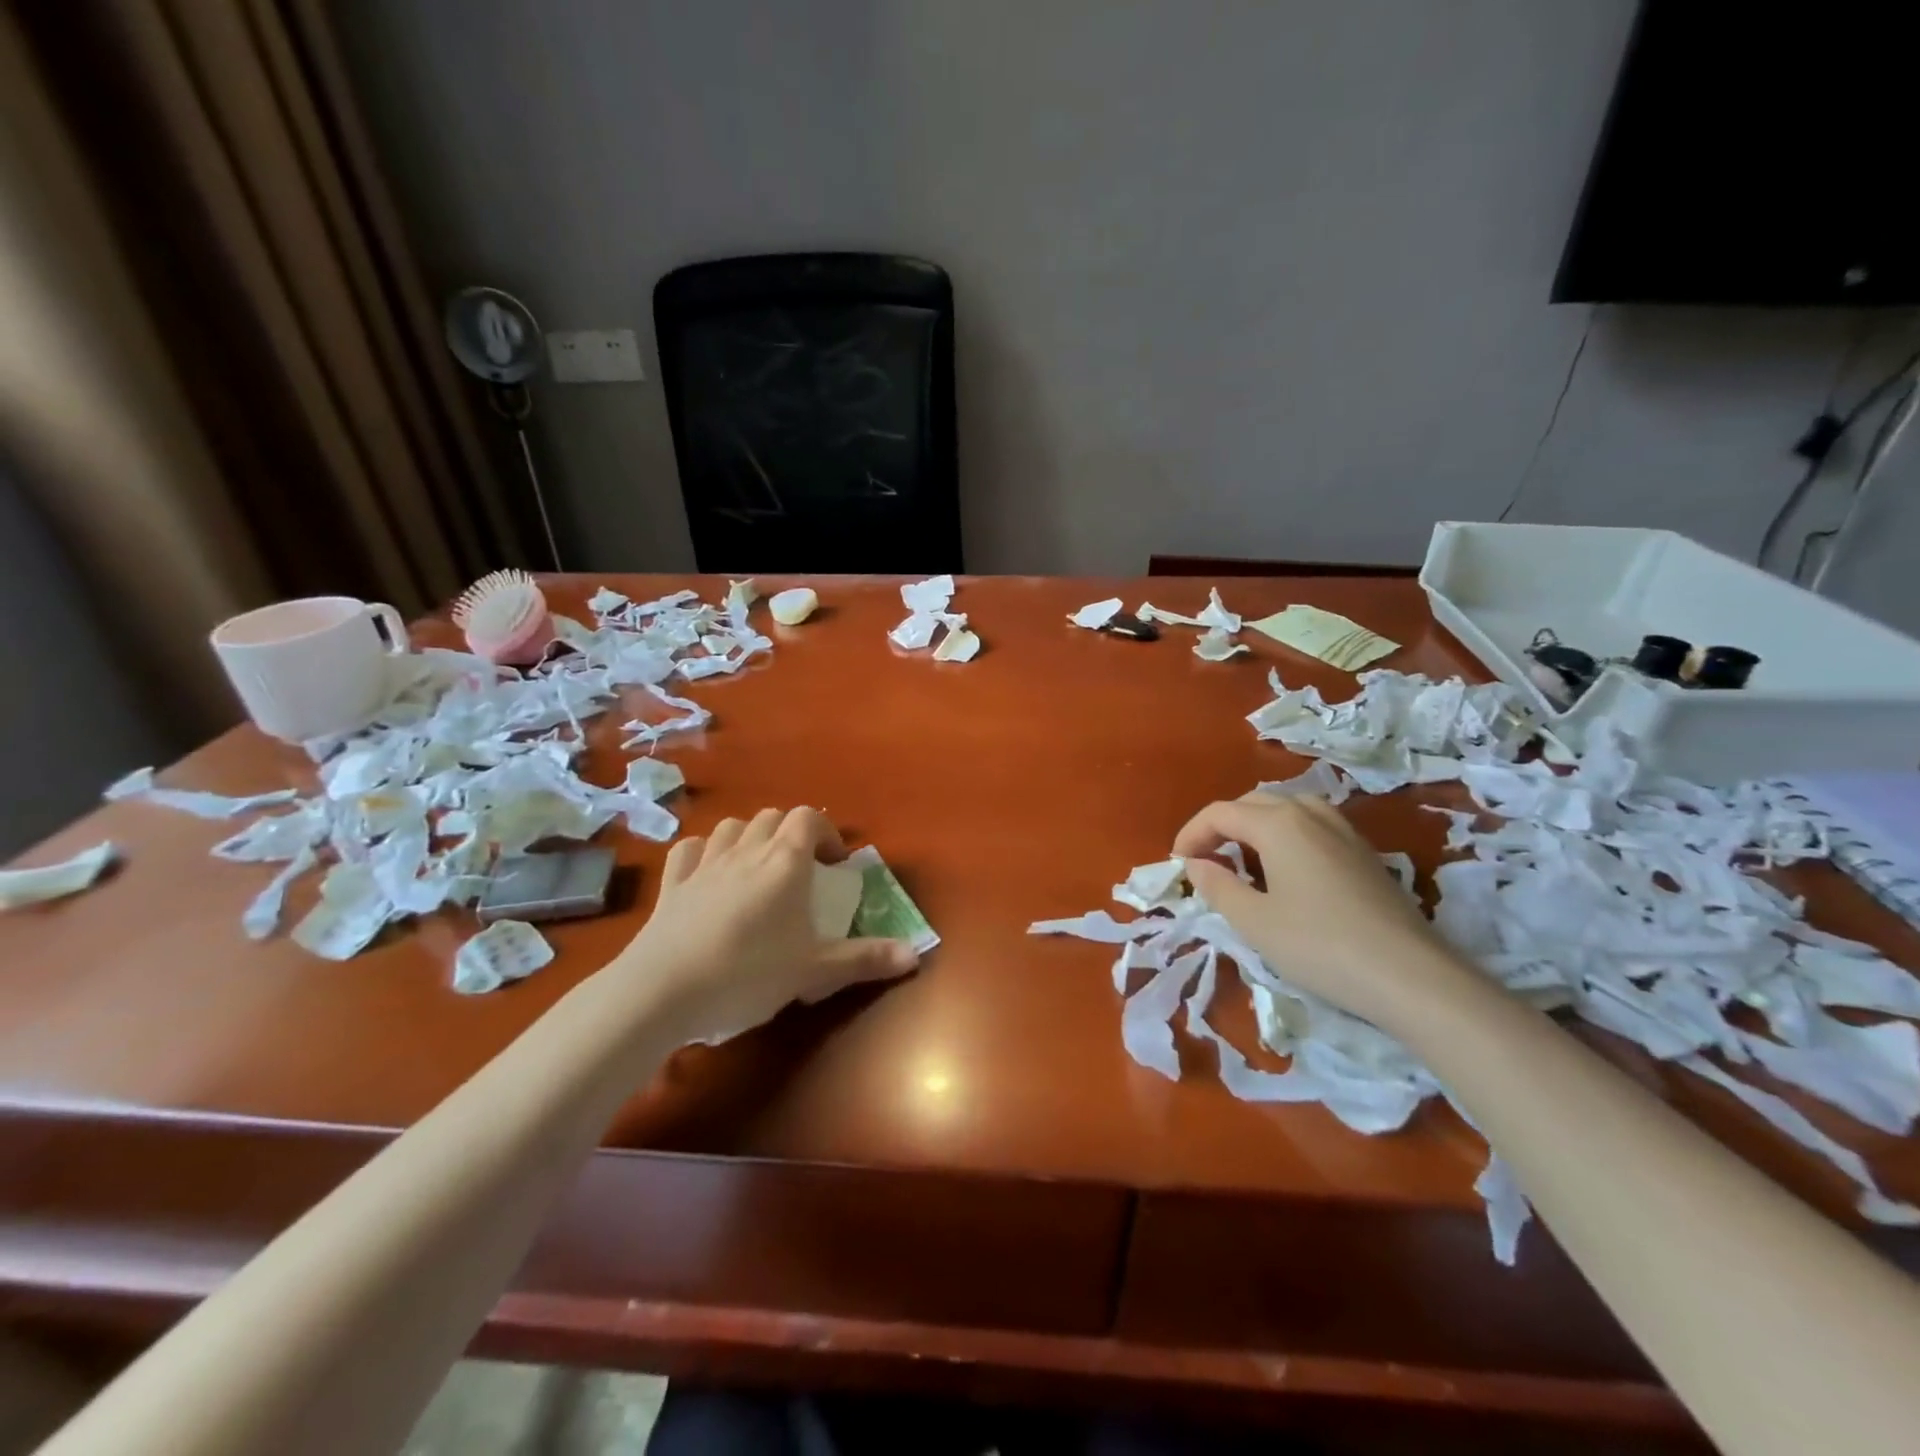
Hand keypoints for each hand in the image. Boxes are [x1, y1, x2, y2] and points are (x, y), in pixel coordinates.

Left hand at [625, 808, 918, 1043]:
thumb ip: (864, 959)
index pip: (808, 819)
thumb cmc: (748, 973)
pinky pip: (689, 849)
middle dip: (792, 834)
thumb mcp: (813, 971)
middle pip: (773, 818)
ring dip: (751, 836)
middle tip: (802, 870)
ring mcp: (704, 865)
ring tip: (759, 867)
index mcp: (784, 863)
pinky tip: (709, 872)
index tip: (834, 864)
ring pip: (732, 827)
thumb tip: (915, 955)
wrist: (662, 990)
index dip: (825, 832)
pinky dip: (704, 852)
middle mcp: (746, 851)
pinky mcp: (672, 884)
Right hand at [1174, 794, 1481, 1032]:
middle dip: (1220, 827)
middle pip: (1252, 803)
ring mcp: (1344, 830)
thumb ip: (1217, 886)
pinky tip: (1287, 871)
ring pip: (1286, 810)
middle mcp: (1310, 814)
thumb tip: (1196, 864)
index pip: (1220, 813)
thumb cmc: (1320, 945)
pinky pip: (1312, 826)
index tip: (1177, 865)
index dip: (1191, 834)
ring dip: (1255, 827)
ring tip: (1243, 860)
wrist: (1411, 976)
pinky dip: (1286, 836)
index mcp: (1278, 823)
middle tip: (1205, 861)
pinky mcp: (1365, 853)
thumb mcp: (1254, 921)